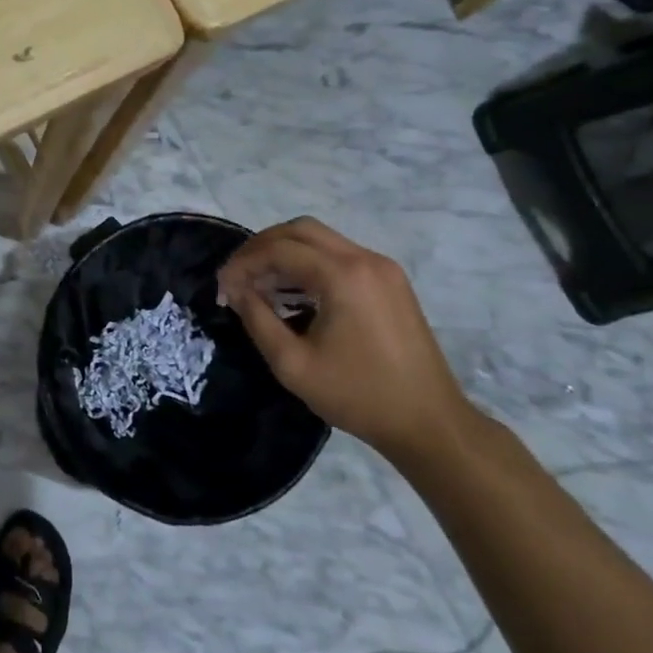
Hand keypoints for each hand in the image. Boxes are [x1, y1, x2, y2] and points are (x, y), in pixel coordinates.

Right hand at [216, 217, 474, 461]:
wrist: (429, 422)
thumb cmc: (358, 395)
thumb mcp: (293, 364)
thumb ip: (257, 319)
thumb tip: (235, 290)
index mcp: (342, 276)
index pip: (279, 249)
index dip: (244, 262)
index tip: (222, 287)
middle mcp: (364, 259)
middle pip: (300, 230)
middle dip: (262, 247)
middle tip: (238, 275)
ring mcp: (382, 267)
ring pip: (320, 239)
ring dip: (285, 253)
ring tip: (260, 284)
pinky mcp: (390, 281)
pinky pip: (340, 255)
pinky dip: (309, 263)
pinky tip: (294, 292)